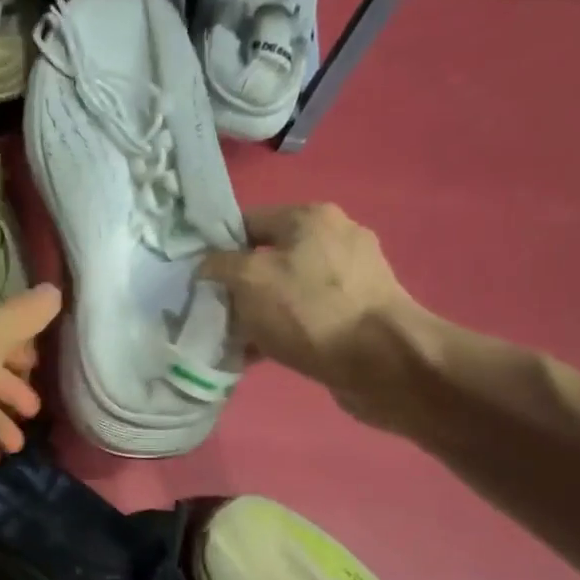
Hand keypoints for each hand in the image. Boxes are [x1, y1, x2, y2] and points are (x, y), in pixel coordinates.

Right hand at [199, 204, 429, 419]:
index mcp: (310, 218)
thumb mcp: (249, 280)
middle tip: (213, 311)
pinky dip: (283, 330)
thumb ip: (220, 265)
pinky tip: (261, 354)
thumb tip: (208, 265)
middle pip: (268, 257)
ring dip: (259, 312)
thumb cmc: (310, 311)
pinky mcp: (359, 312)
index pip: (248, 221)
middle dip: (238, 285)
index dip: (217, 246)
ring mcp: (352, 276)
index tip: (196, 277)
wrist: (383, 362)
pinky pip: (307, 315)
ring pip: (286, 289)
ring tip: (234, 339)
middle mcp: (336, 238)